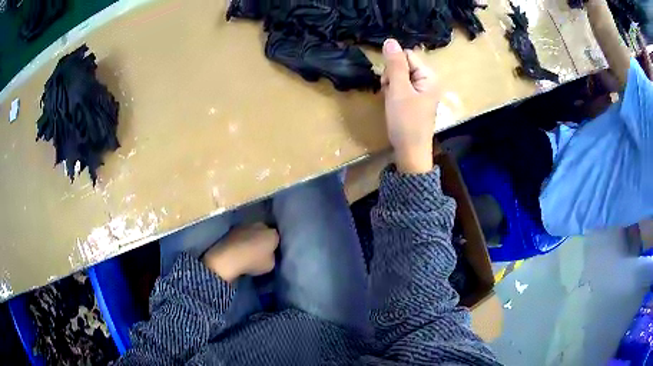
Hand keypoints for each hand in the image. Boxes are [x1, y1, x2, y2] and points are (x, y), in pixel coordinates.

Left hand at [202, 223, 278, 281]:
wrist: (229, 257)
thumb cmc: (253, 261)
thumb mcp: (270, 265)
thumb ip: (272, 257)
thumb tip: (268, 254)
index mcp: (272, 233)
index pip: (277, 239)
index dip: (274, 246)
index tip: (271, 254)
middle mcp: (260, 225)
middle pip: (264, 232)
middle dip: (263, 239)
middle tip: (260, 251)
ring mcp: (245, 225)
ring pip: (252, 231)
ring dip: (251, 238)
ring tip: (247, 250)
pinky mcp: (233, 228)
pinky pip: (241, 234)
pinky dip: (241, 239)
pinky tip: (238, 249)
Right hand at [381, 38, 439, 173]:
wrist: (410, 152)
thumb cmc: (406, 121)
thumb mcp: (399, 90)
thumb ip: (394, 65)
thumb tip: (390, 40)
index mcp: (429, 76)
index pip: (406, 56)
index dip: (394, 66)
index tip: (391, 82)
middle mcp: (428, 81)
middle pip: (403, 65)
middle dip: (392, 77)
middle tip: (391, 93)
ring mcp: (422, 92)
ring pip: (400, 77)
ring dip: (391, 86)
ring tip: (391, 101)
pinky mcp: (416, 101)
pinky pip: (402, 88)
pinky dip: (394, 94)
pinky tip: (393, 104)